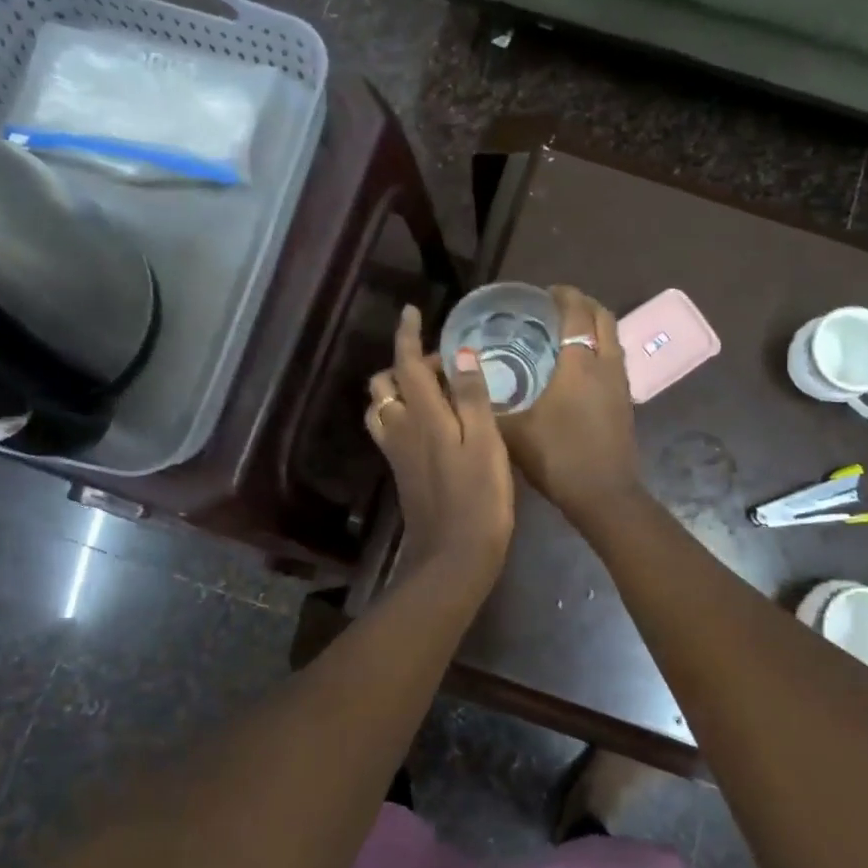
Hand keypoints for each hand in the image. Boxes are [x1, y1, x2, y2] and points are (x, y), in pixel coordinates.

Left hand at [366, 305, 514, 599]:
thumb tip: (460, 354)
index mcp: (422, 414)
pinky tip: (431, 422)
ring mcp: (396, 451)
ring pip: (382, 406)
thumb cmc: (479, 497)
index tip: (412, 311)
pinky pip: (389, 428)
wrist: (452, 556)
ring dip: (399, 388)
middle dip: (406, 362)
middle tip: (445, 364)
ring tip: (435, 389)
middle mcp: (400, 427)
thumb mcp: (485, 442)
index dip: (407, 334)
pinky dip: (401, 412)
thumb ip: (471, 396)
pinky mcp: (400, 471)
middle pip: (386, 382)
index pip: (406, 362)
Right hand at [498, 286, 643, 524]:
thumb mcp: (514, 431)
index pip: (577, 312)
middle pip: (603, 317)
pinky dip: (598, 349)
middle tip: (555, 308)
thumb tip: (466, 383)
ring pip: (612, 338)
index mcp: (580, 363)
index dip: (563, 296)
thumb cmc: (558, 457)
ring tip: (565, 333)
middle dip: (582, 305)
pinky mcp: (625, 401)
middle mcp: (605, 364)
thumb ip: (489, 404)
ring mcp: (620, 383)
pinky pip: (614, 359)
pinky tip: (577, 368)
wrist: (604, 495)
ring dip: (593, 326)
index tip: (544, 292)